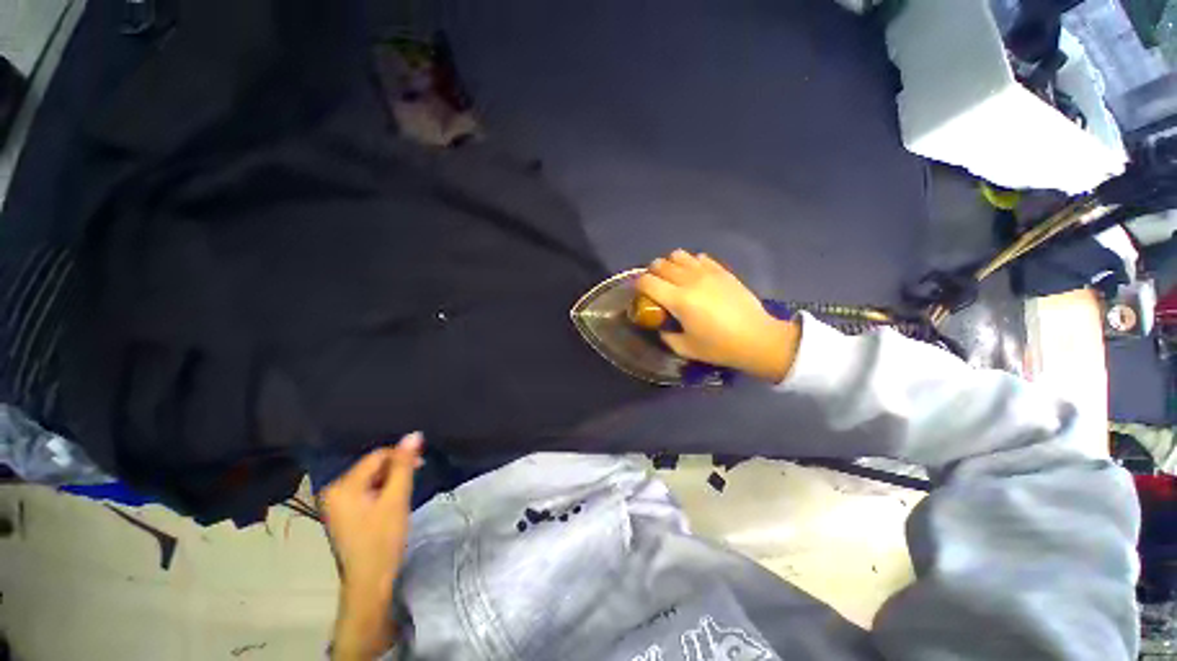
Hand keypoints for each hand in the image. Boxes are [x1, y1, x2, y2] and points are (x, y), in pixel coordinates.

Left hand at [321, 433, 421, 659]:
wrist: (369, 582)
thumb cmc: (383, 540)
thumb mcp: (396, 499)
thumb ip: (404, 465)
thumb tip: (414, 434)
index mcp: (342, 486)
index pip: (377, 456)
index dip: (401, 456)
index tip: (422, 465)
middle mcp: (334, 490)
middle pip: (373, 466)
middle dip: (396, 469)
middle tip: (415, 479)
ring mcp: (336, 503)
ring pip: (371, 478)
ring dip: (390, 480)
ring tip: (403, 494)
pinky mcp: (343, 512)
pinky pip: (366, 490)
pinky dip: (382, 491)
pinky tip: (392, 502)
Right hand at [636, 250, 800, 382]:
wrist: (757, 339)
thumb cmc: (719, 347)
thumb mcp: (685, 348)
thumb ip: (666, 335)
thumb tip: (661, 326)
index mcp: (678, 300)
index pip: (647, 281)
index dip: (638, 286)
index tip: (640, 294)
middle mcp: (689, 281)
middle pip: (660, 264)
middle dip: (652, 274)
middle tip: (656, 287)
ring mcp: (707, 272)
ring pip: (678, 255)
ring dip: (671, 265)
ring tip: (675, 279)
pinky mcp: (722, 270)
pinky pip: (699, 257)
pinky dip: (691, 263)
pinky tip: (696, 277)